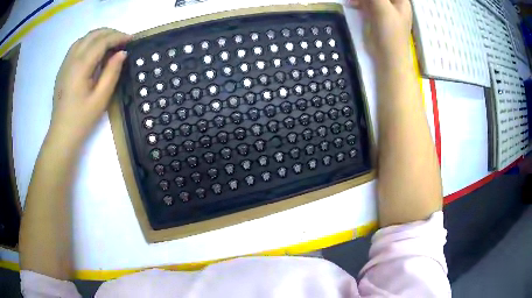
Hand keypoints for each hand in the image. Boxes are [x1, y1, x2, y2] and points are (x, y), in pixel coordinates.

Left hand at [48, 28, 130, 148]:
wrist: (62, 134)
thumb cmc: (82, 119)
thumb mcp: (101, 98)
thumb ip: (112, 72)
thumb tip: (122, 53)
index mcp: (81, 66)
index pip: (101, 42)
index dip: (118, 37)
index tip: (131, 39)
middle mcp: (71, 60)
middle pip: (92, 36)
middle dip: (110, 33)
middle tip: (123, 40)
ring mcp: (65, 64)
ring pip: (84, 38)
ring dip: (99, 36)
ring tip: (111, 42)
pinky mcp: (63, 69)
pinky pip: (77, 46)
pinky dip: (89, 42)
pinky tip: (94, 50)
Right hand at [350, 0, 412, 67]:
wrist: (387, 57)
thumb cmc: (390, 33)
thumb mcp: (382, 9)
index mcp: (400, 0)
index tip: (369, 0)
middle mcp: (392, 2)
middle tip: (360, 1)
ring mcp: (382, 8)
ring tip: (353, 1)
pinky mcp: (373, 14)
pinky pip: (364, 2)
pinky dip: (357, 1)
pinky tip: (351, 3)